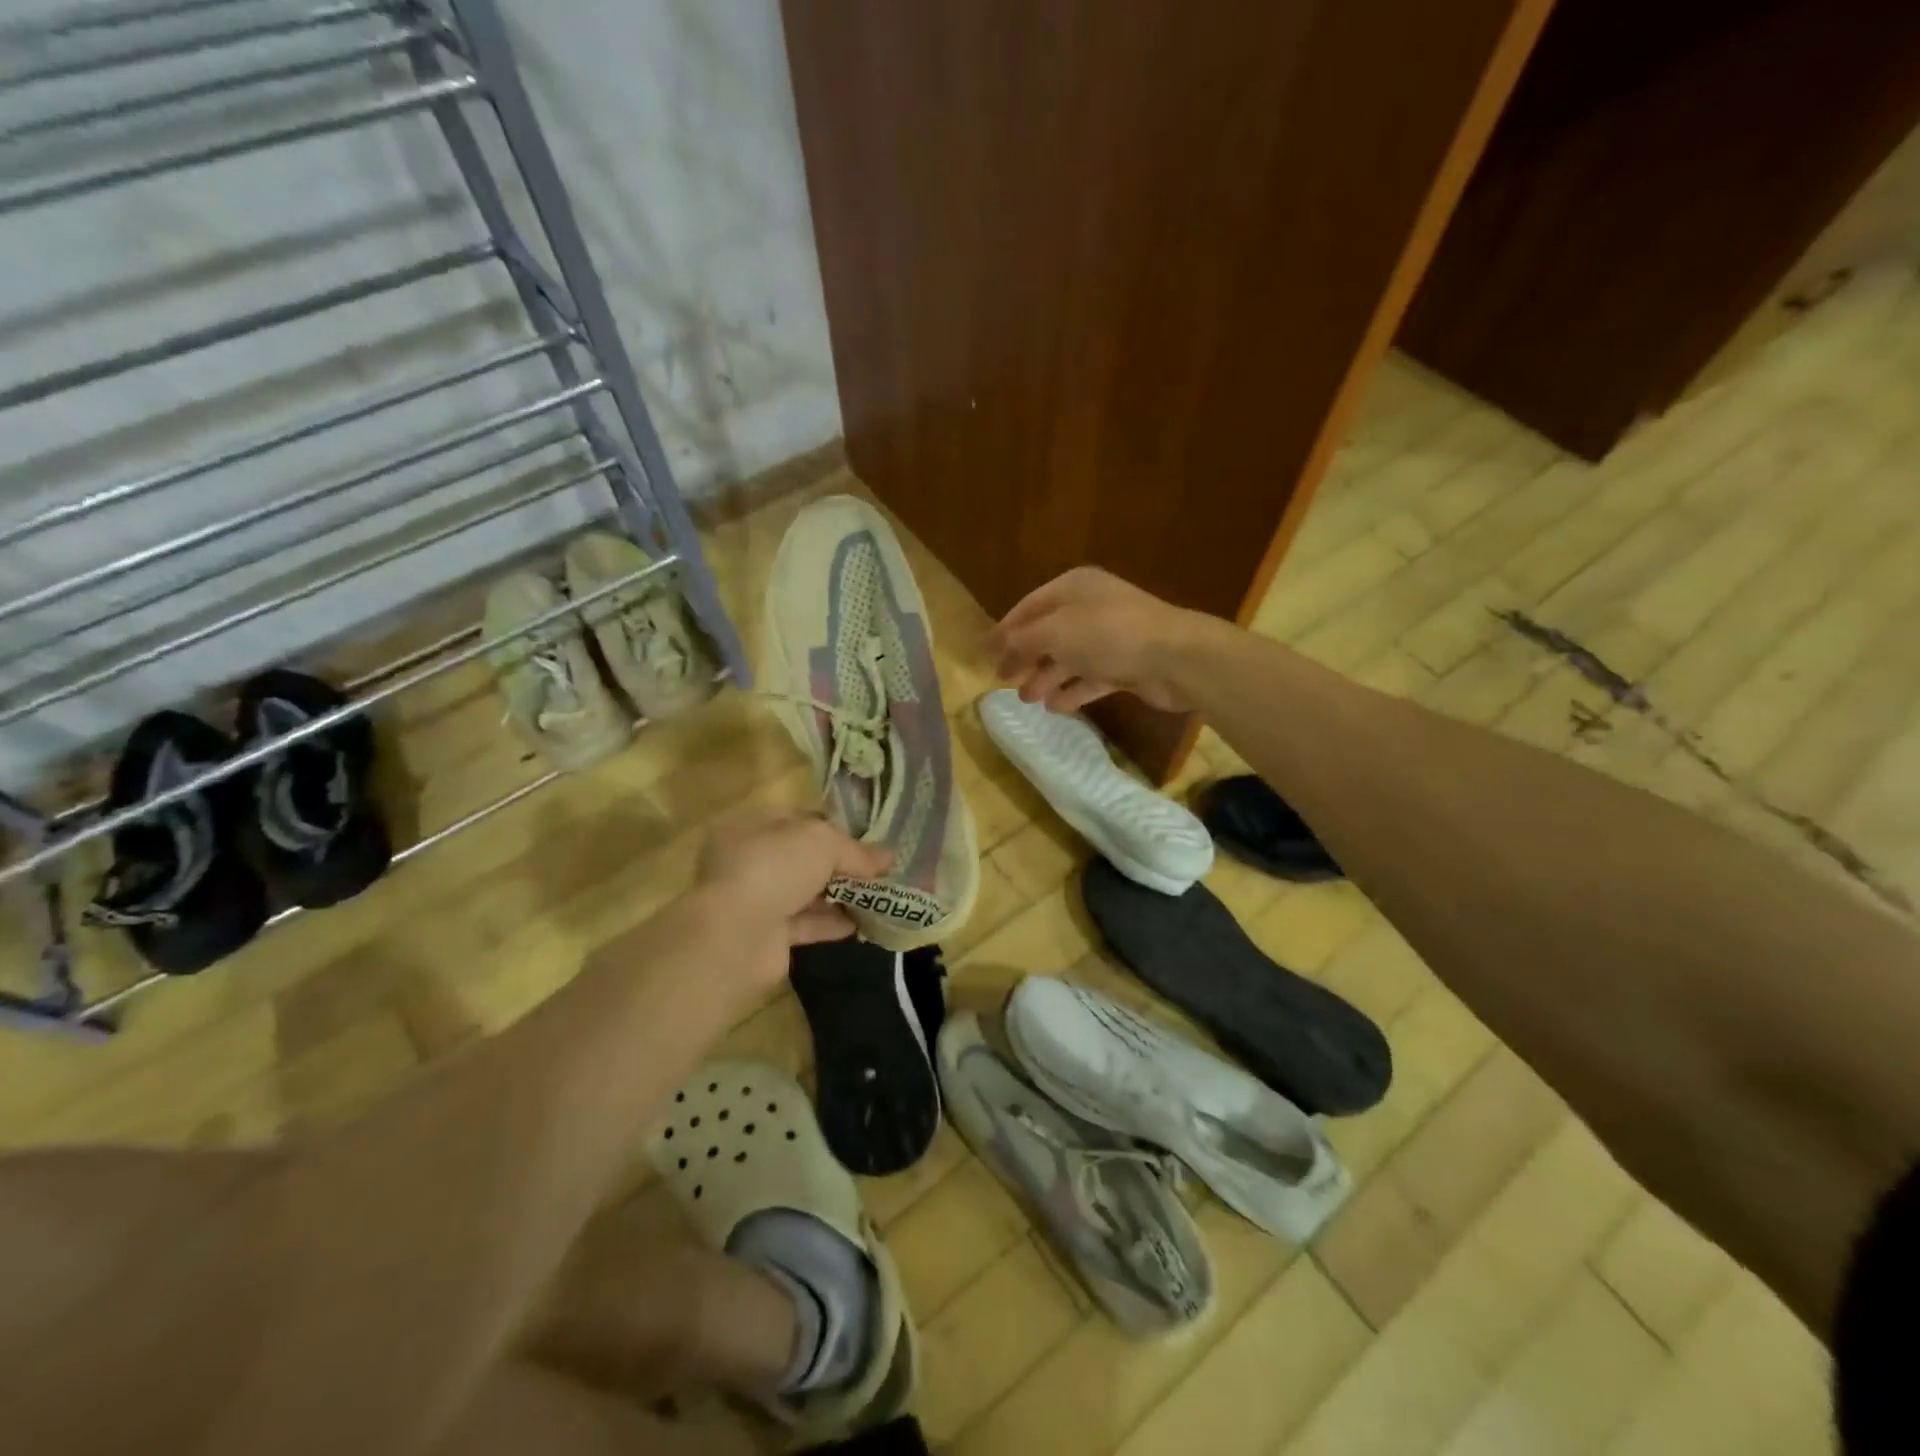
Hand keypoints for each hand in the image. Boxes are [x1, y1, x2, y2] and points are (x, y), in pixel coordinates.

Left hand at [693, 810, 891, 987]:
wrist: (736, 937)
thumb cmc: (773, 869)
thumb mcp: (822, 842)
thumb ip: (855, 850)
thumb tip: (887, 858)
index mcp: (750, 827)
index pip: (797, 820)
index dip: (833, 826)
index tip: (867, 838)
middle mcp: (748, 861)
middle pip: (803, 858)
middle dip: (840, 864)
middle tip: (878, 870)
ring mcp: (755, 900)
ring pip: (805, 892)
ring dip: (840, 895)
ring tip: (878, 896)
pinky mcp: (766, 935)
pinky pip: (805, 924)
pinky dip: (831, 923)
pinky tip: (861, 924)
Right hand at [989, 566, 1209, 712]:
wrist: (1174, 657)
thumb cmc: (1108, 634)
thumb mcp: (1055, 632)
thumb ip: (1022, 639)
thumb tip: (995, 643)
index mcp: (1074, 588)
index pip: (1029, 607)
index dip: (1005, 629)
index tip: (984, 653)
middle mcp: (1090, 609)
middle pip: (1048, 634)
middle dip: (1025, 657)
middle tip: (1003, 680)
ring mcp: (1110, 638)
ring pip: (1068, 658)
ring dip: (1045, 678)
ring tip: (1028, 699)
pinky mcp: (1125, 666)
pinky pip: (1090, 678)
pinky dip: (1072, 691)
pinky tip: (1055, 707)